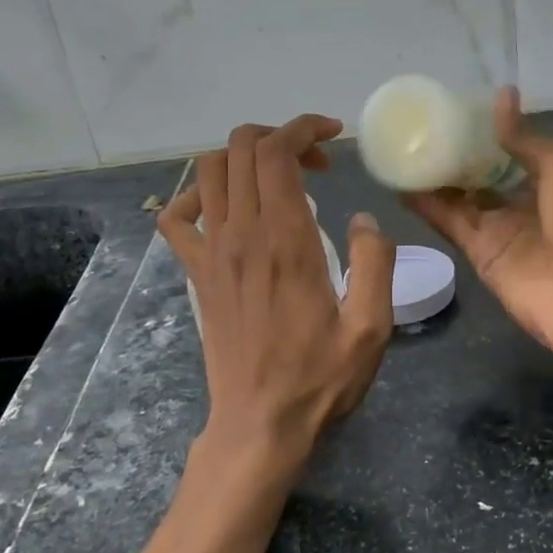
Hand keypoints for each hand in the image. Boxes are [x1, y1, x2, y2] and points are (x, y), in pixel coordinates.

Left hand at [159, 115, 395, 481]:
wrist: (260, 423)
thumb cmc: (320, 378)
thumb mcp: (372, 326)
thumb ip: (376, 263)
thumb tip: (363, 218)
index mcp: (286, 240)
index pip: (277, 153)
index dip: (303, 128)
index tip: (333, 136)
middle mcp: (242, 235)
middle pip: (241, 149)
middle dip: (279, 136)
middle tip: (316, 163)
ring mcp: (211, 253)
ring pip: (208, 171)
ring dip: (243, 157)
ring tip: (278, 178)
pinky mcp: (196, 274)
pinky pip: (176, 217)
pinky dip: (195, 196)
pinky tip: (224, 208)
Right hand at [405, 87, 552, 360]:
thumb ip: (524, 137)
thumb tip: (501, 96)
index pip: (514, 149)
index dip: (488, 131)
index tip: (456, 109)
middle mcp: (524, 202)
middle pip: (483, 174)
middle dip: (456, 154)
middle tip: (420, 126)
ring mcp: (500, 229)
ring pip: (461, 197)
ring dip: (435, 177)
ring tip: (402, 148)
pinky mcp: (479, 253)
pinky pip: (449, 223)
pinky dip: (426, 205)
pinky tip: (400, 183)